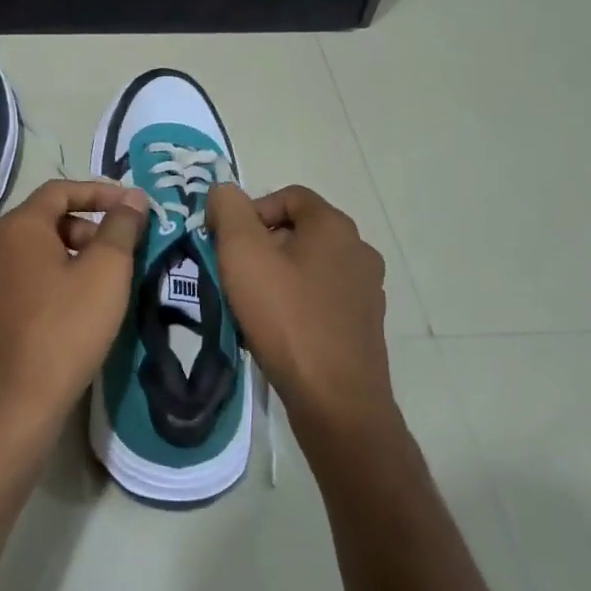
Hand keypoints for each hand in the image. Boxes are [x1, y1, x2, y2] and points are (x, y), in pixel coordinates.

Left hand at [0, 179, 149, 456]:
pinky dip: (54, 280)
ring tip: (105, 283)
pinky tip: (77, 309)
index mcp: (19, 227)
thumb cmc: (66, 327)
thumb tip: (133, 197)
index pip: (60, 190)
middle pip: (47, 220)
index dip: (100, 192)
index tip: (133, 207)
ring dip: (74, 256)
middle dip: (89, 228)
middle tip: (121, 252)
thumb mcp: (106, 271)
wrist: (17, 401)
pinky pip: (26, 280)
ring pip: (37, 253)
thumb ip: (121, 227)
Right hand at [207, 184, 393, 437]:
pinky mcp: (364, 325)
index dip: (251, 211)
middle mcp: (358, 250)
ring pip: (309, 266)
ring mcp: (366, 290)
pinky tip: (277, 330)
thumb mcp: (243, 254)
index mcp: (335, 226)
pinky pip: (322, 299)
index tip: (226, 242)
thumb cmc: (286, 317)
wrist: (335, 399)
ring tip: (251, 305)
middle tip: (233, 274)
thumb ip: (229, 210)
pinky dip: (297, 304)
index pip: (288, 196)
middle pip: (299, 232)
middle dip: (261, 246)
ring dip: (277, 276)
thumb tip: (224, 191)